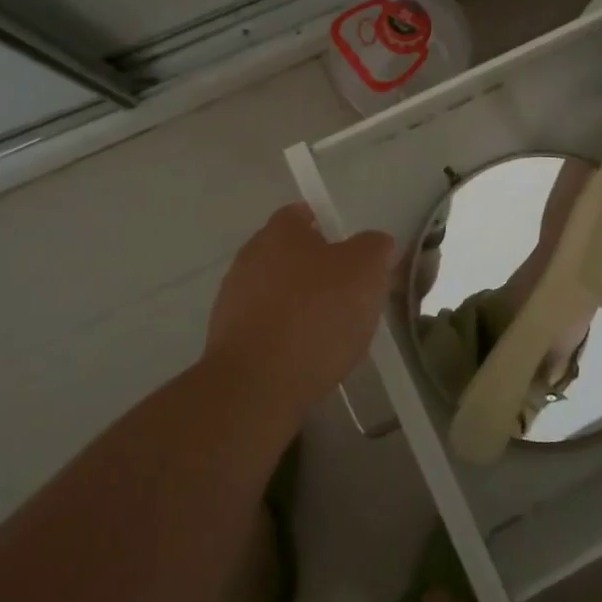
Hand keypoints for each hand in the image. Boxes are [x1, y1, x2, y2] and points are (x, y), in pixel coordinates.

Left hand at [206, 204, 396, 418]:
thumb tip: (374, 244)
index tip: (352, 252)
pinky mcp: (227, 342)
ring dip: (301, 307)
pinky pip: (267, 329)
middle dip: (318, 271)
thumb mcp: (366, 270)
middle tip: (350, 294)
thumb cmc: (315, 315)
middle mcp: (250, 257)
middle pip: (290, 255)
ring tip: (333, 336)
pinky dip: (286, 338)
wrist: (255, 387)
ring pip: (278, 294)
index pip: (303, 213)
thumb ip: (374, 247)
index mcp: (280, 231)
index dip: (329, 228)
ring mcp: (233, 300)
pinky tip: (308, 360)